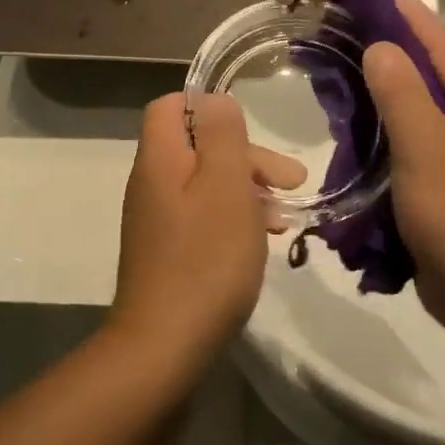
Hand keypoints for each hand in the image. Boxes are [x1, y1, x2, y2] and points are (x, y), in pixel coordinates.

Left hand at [111, 94, 304, 361]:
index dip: (210, 108)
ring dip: (248, 191)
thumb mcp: (225, 185)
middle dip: (247, 157)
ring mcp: (157, 221)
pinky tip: (262, 241)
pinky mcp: (167, 252)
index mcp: (160, 159)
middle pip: (197, 147)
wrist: (165, 345)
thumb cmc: (206, 258)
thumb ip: (221, 134)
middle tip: (292, 180)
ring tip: (284, 217)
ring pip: (206, 184)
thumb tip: (214, 99)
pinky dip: (234, 219)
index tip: (251, 132)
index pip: (171, 106)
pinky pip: (203, 217)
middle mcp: (151, 183)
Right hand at [363, 0, 444, 338]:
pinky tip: (354, 141)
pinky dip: (386, 140)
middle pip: (430, 74)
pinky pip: (415, 150)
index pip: (440, 41)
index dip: (404, 14)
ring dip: (383, 99)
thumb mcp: (426, 144)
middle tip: (338, 39)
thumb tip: (381, 47)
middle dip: (388, 54)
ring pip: (420, 114)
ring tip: (337, 84)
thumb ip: (400, 91)